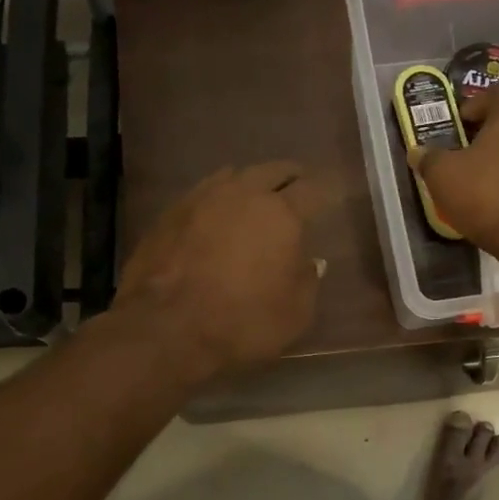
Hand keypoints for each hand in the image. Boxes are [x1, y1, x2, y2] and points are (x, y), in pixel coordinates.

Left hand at [114, 162, 325, 378]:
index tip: (332, 193)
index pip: (314, 189)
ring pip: (235, 175)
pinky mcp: (170, 213)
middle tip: (298, 187)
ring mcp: (202, 198)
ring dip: (251, 183)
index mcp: (282, 213)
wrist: (165, 329)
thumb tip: (309, 261)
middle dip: (290, 176)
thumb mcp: (295, 314)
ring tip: (256, 196)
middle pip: (273, 170)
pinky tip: (216, 214)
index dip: (327, 190)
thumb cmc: (242, 322)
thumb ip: (307, 281)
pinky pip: (203, 193)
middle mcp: (243, 194)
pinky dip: (218, 198)